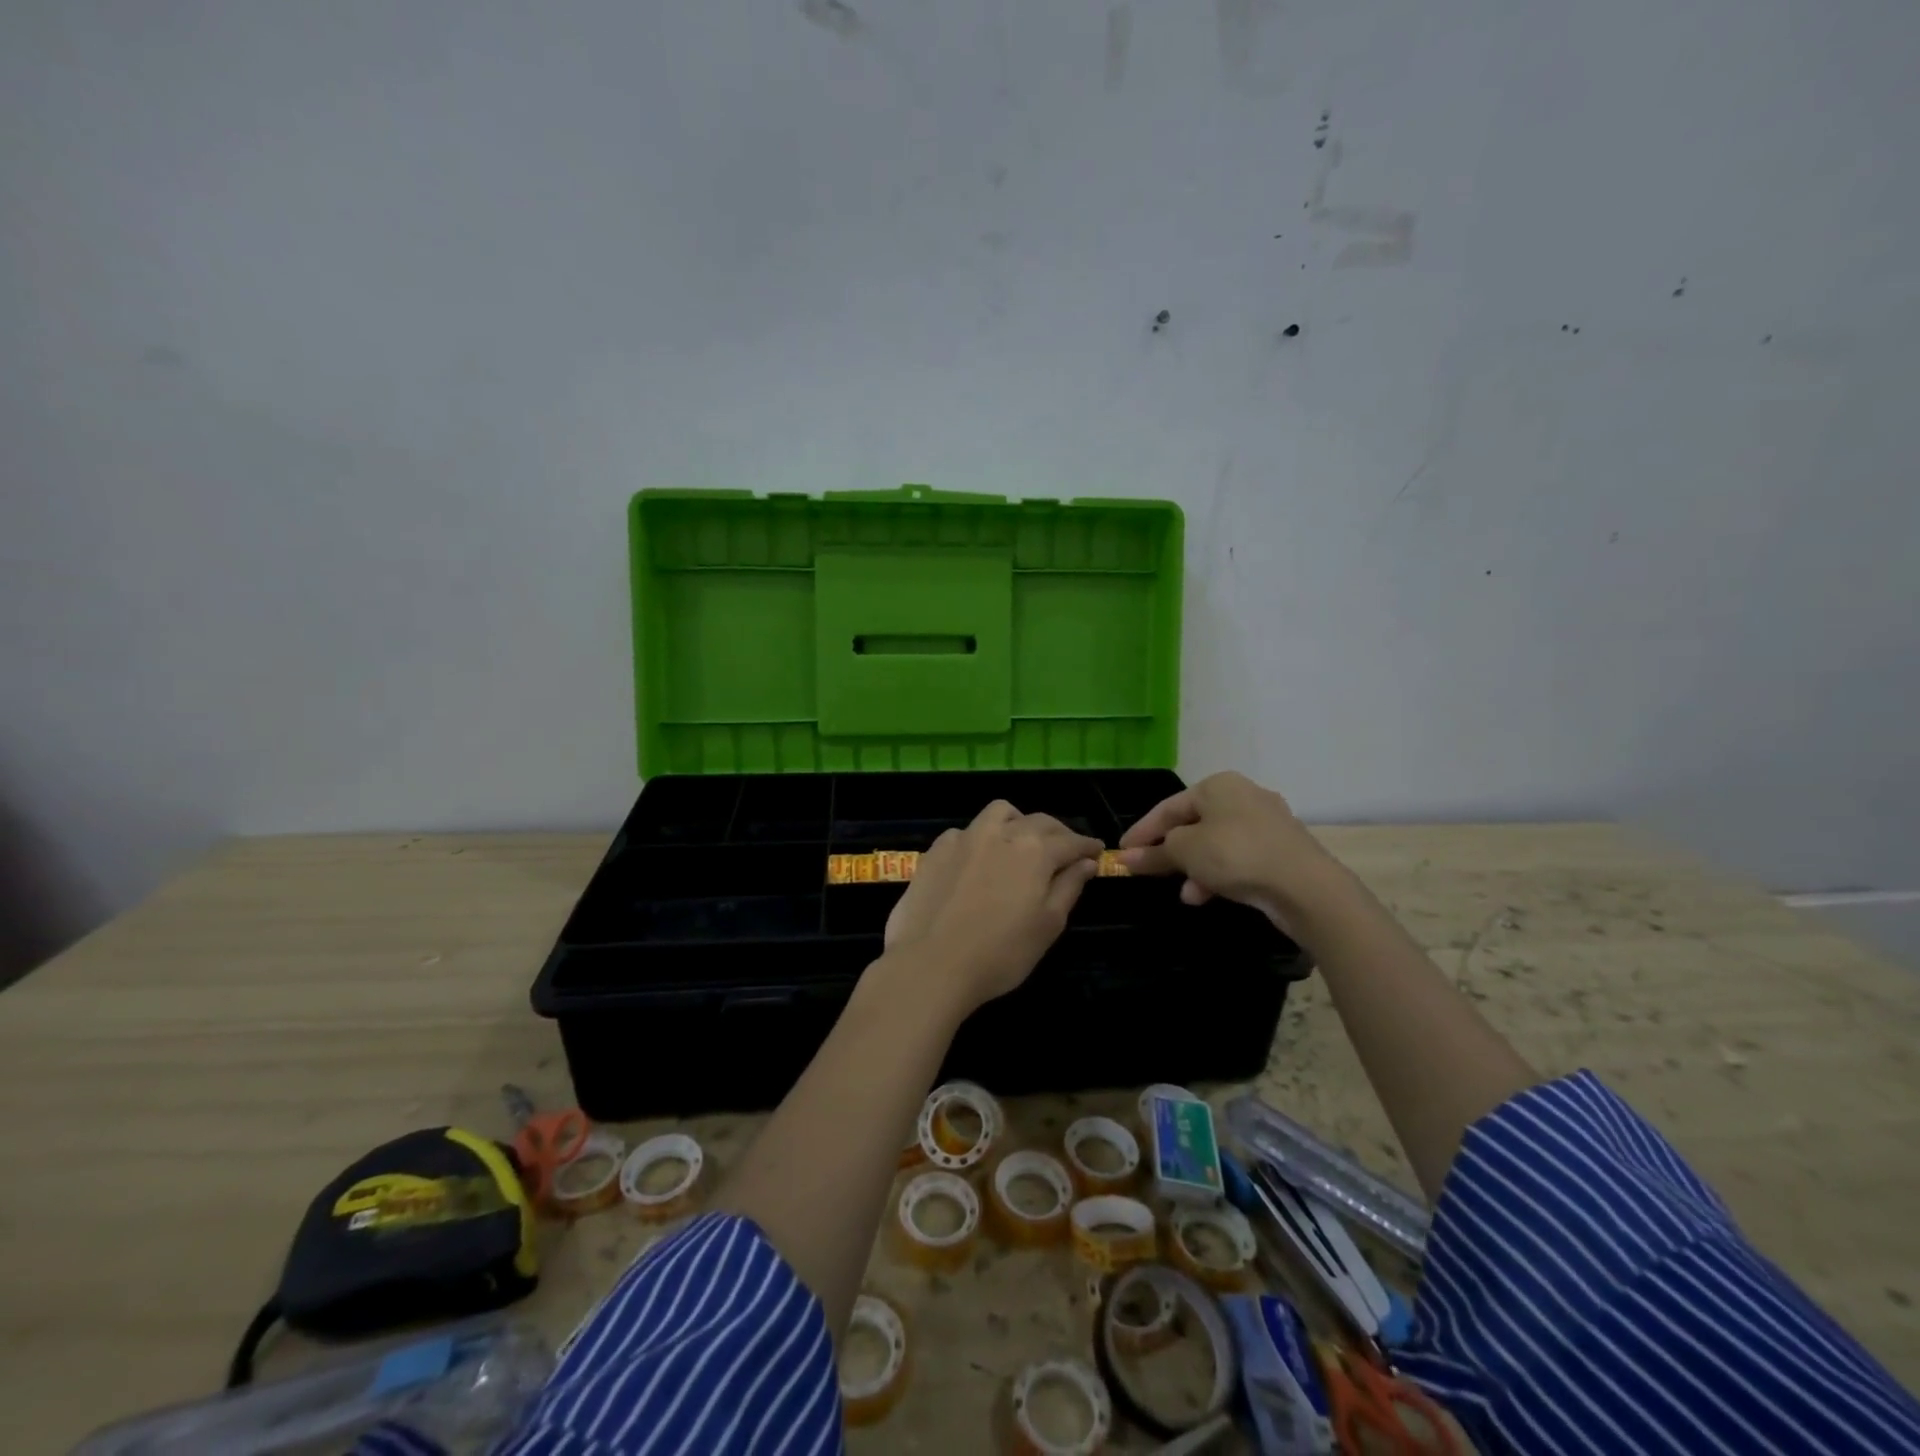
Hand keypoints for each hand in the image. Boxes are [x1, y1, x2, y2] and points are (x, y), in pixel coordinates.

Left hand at [878, 801, 1102, 1013]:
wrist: (930, 964)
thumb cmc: (1000, 953)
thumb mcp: (1048, 925)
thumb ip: (1069, 887)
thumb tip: (1086, 862)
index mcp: (1035, 851)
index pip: (1071, 841)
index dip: (1087, 846)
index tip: (1097, 851)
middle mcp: (1002, 833)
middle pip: (1039, 821)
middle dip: (1058, 833)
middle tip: (1066, 850)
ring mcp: (965, 837)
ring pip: (999, 813)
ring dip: (1018, 822)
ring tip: (1021, 843)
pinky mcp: (936, 849)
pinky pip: (966, 831)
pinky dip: (981, 838)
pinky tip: (978, 860)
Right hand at [1116, 772, 1345, 934]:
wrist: (1305, 886)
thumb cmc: (1235, 855)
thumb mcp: (1185, 851)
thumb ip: (1154, 853)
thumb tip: (1126, 859)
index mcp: (1218, 785)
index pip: (1167, 807)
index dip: (1142, 831)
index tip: (1122, 853)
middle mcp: (1243, 795)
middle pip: (1193, 824)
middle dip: (1170, 852)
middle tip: (1149, 872)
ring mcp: (1266, 822)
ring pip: (1215, 844)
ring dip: (1194, 868)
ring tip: (1185, 893)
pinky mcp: (1280, 849)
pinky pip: (1237, 858)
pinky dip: (1219, 874)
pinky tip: (1207, 895)